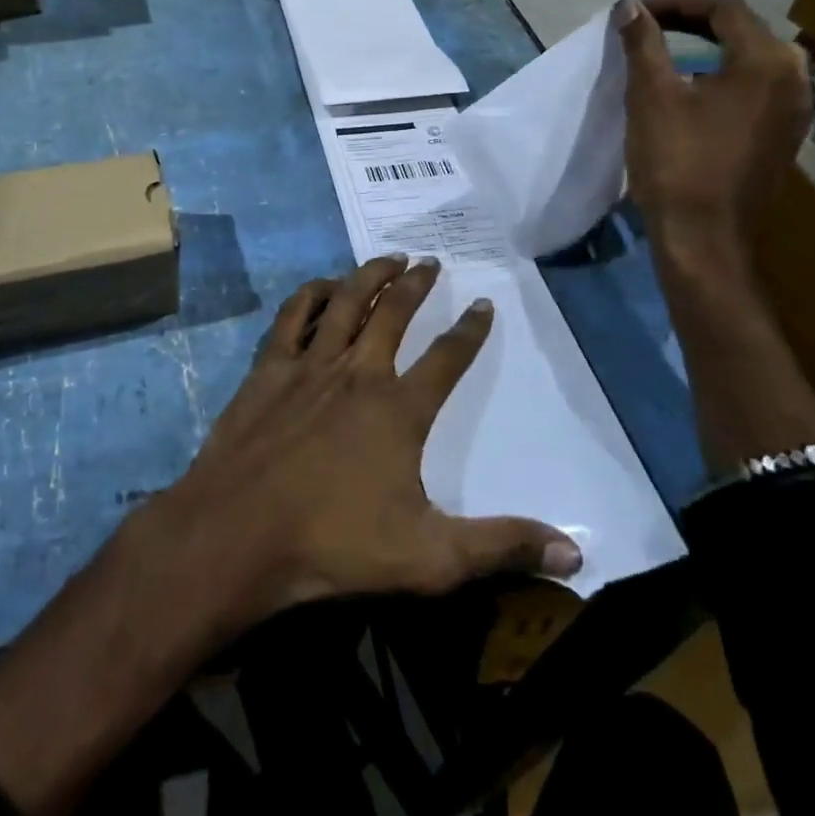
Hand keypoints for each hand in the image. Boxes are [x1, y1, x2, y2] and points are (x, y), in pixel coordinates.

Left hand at [151, 255, 582, 628]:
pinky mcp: (270, 367)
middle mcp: (358, 372)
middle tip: (431, 262)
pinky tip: (322, 285)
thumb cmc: (334, 545)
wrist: (239, 532)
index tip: (483, 304)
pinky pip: (294, 315)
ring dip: (369, 274)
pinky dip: (311, 294)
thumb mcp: (430, 558)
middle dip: (417, 284)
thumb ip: (500, 547)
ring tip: (388, 258)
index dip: (470, 330)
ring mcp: (310, 365)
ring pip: (346, 302)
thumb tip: (575, 552)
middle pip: (394, 313)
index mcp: (398, 409)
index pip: (447, 359)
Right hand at [616, 0, 814, 467]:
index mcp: (767, 62)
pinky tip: (690, 90)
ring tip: (662, 54)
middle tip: (647, 29)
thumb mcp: (651, 95)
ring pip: (749, 59)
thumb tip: (629, 7)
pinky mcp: (783, 136)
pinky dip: (720, 76)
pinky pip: (753, 88)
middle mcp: (793, 78)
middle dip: (691, 22)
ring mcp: (794, 111)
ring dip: (706, 48)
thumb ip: (644, 43)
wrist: (704, 238)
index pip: (724, 8)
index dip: (676, 2)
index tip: (636, 13)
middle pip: (742, 30)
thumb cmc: (676, 161)